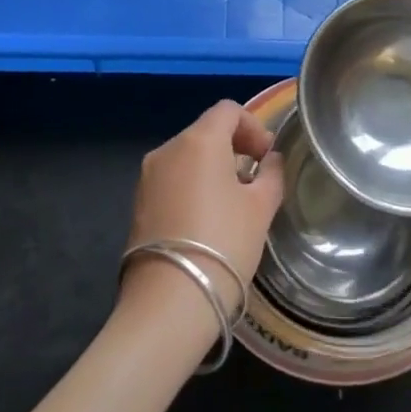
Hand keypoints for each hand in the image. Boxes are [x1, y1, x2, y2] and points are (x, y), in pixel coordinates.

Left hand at [120, 101, 283, 340]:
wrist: (169, 301)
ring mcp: (147, 177)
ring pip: (188, 157)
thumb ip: (272, 174)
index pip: (228, 110)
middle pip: (206, 132)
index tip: (267, 157)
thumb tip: (270, 161)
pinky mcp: (138, 204)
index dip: (253, 126)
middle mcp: (168, 150)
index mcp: (199, 140)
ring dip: (213, 168)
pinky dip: (193, 187)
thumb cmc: (224, 243)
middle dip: (234, 148)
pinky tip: (208, 220)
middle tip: (256, 180)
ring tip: (234, 204)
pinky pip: (172, 180)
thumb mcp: (261, 207)